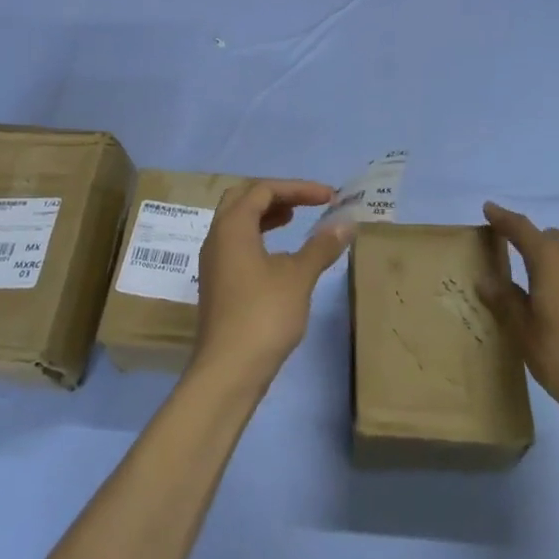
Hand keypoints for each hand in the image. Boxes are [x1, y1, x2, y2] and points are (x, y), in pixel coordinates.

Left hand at [193, 181, 351, 387]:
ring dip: (267, 216)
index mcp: (232, 227)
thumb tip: (345, 224)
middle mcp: (216, 238)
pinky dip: (260, 238)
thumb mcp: (298, 276)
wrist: (229, 370)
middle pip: (243, 199)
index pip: (263, 189)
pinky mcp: (218, 284)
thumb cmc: (263, 315)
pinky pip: (237, 245)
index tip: (329, 197)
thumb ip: (321, 246)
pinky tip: (280, 256)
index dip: (298, 188)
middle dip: (277, 195)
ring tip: (295, 220)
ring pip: (238, 223)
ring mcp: (213, 262)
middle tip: (307, 203)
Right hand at [479, 202, 558, 433]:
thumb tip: (486, 279)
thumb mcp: (522, 330)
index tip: (489, 209)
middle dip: (531, 241)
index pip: (521, 228)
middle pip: (550, 237)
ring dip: (556, 259)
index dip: (503, 218)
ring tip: (543, 286)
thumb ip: (504, 299)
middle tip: (515, 259)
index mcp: (550, 260)